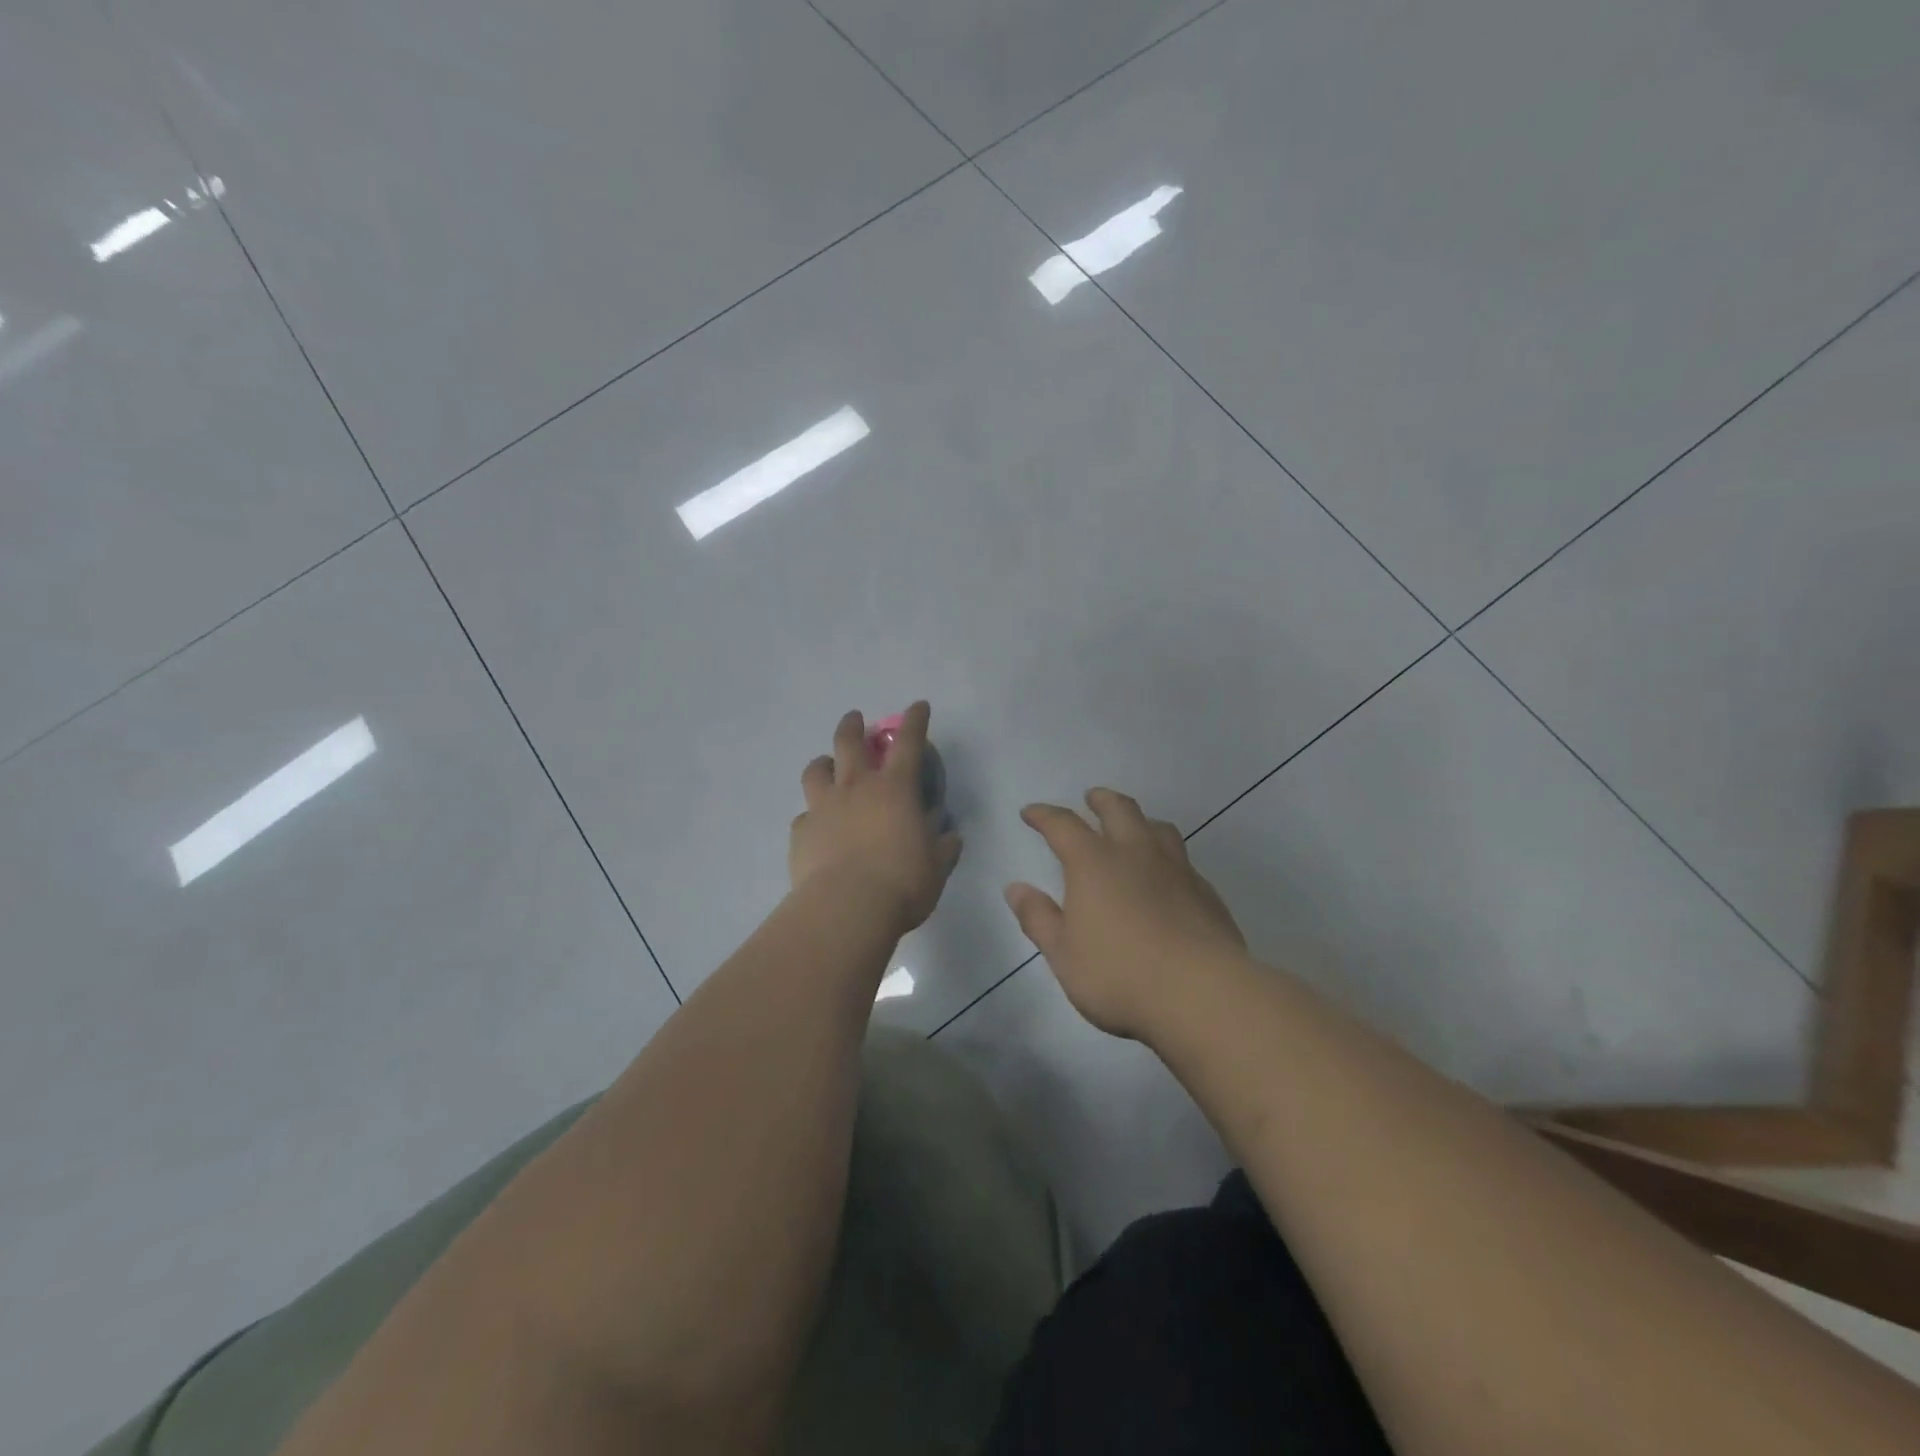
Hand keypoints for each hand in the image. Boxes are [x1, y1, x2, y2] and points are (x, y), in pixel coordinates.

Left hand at [789, 702, 961, 934]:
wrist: (846, 909)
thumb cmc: (901, 884)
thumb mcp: (935, 867)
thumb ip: (942, 847)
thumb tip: (949, 835)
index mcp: (895, 790)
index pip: (909, 743)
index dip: (915, 720)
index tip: (918, 706)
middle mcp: (856, 788)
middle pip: (849, 742)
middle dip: (853, 725)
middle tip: (855, 719)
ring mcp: (824, 807)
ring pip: (816, 770)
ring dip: (823, 764)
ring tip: (827, 767)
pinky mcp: (801, 832)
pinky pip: (804, 816)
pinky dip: (812, 816)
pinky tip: (817, 828)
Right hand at [1006, 789, 1246, 1038]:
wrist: (1202, 994)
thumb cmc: (1119, 975)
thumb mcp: (1064, 954)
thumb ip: (1039, 918)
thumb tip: (1016, 888)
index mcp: (1094, 864)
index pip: (1063, 825)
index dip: (1044, 815)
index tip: (1031, 812)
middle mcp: (1136, 854)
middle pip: (1119, 810)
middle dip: (1101, 800)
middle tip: (1091, 798)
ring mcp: (1177, 870)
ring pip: (1158, 827)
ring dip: (1139, 820)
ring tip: (1133, 827)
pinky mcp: (1206, 892)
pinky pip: (1183, 860)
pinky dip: (1167, 856)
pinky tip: (1166, 877)